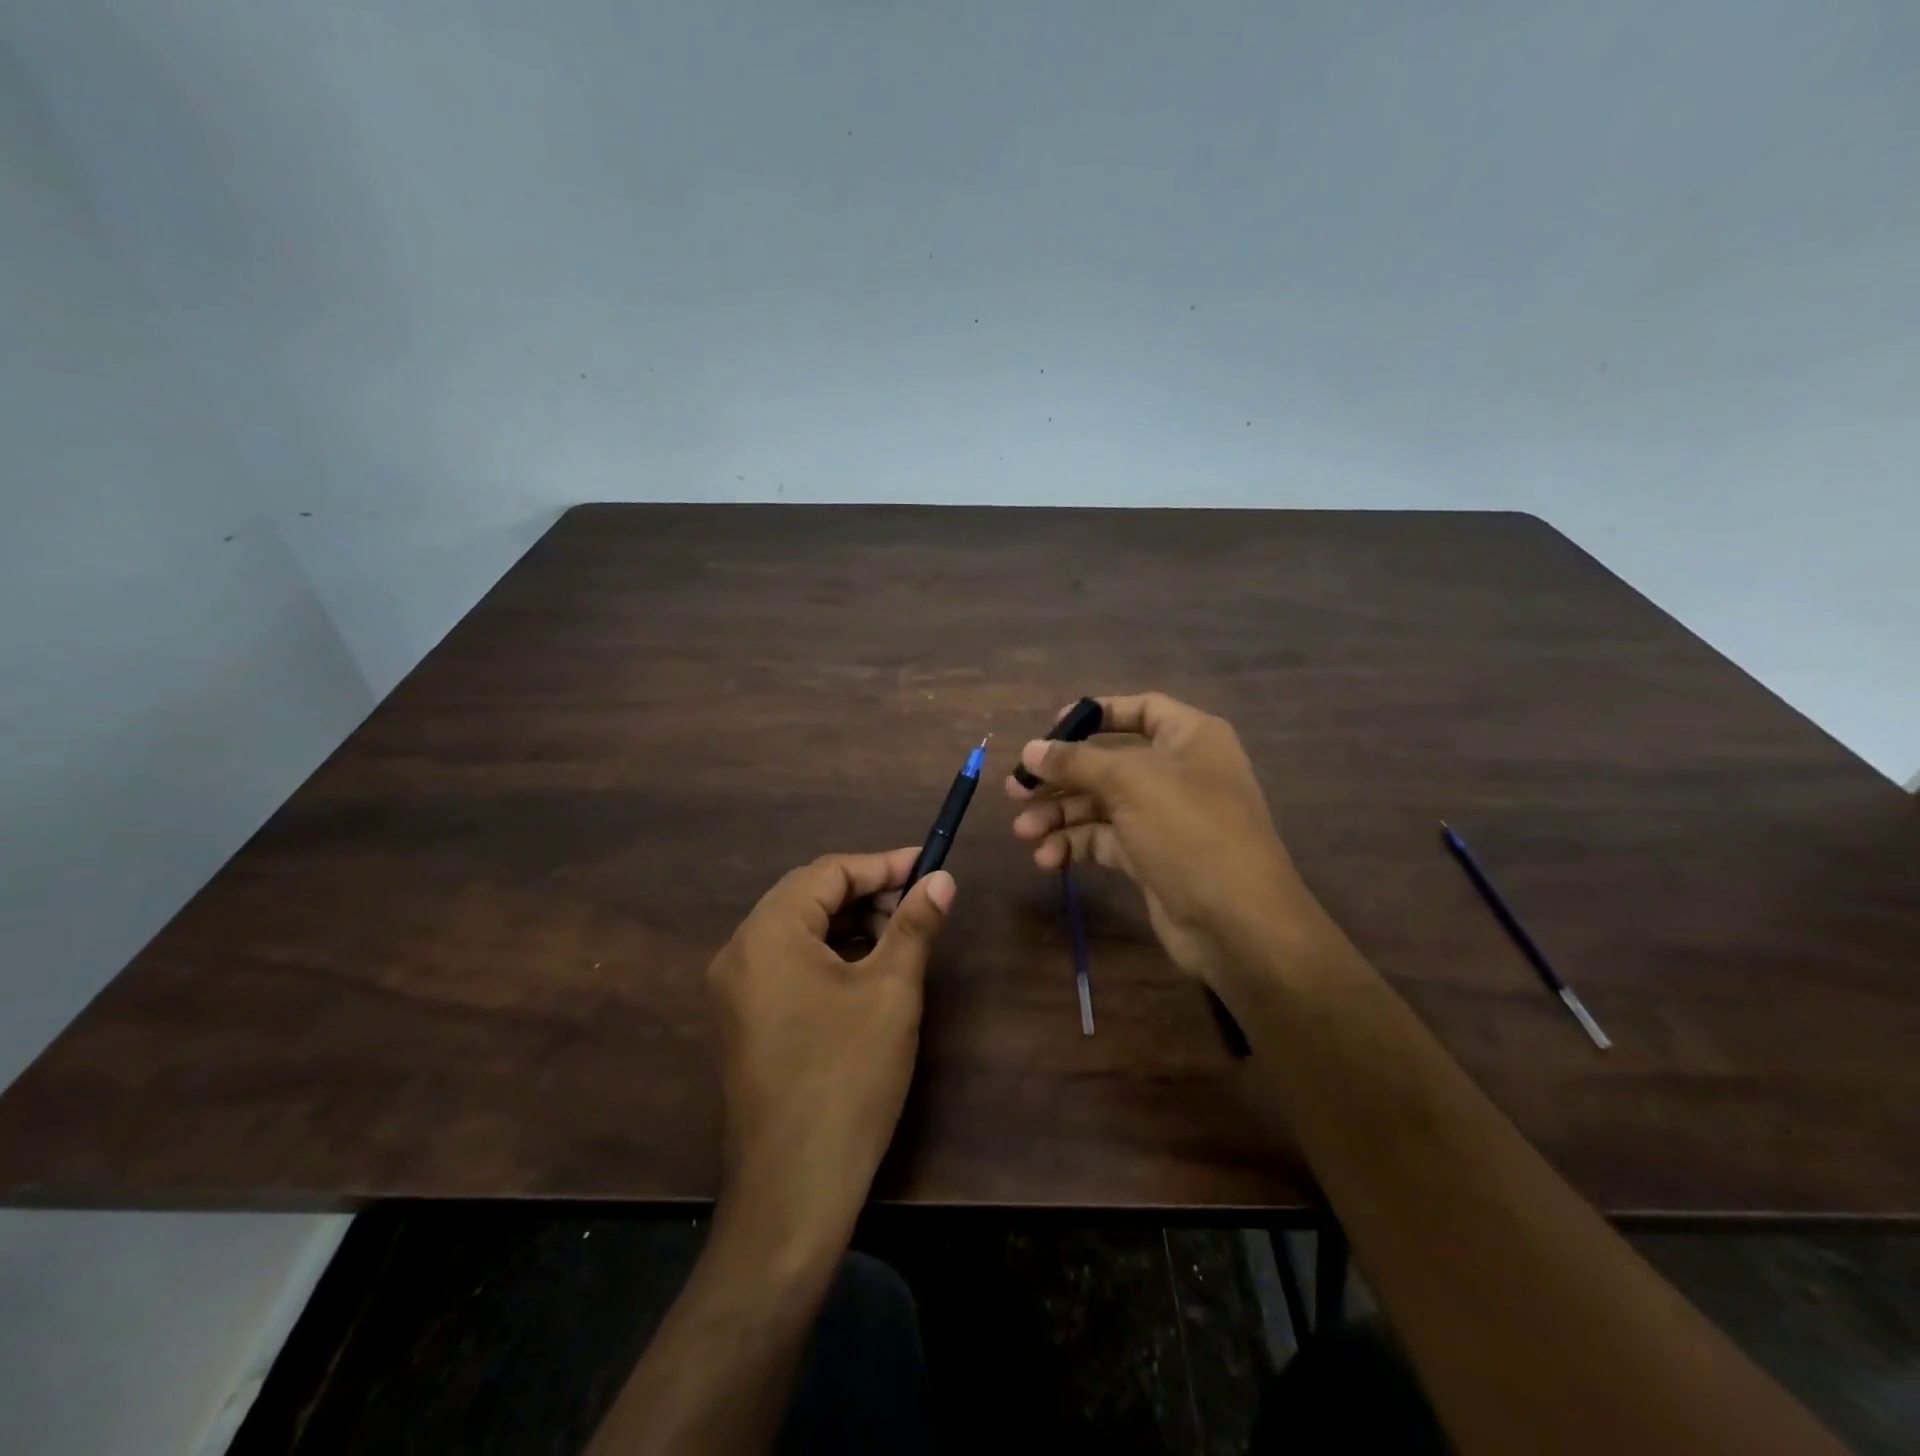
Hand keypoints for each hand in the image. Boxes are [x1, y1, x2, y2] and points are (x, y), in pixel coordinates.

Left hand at [706, 849, 953, 1257]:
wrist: (794, 1188)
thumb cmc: (848, 1076)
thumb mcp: (891, 991)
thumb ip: (914, 924)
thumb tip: (942, 879)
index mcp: (768, 933)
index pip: (828, 872)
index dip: (882, 864)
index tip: (929, 866)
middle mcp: (739, 951)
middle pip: (807, 895)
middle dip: (866, 891)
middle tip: (918, 901)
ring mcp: (734, 988)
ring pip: (797, 928)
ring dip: (848, 921)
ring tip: (898, 934)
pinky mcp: (742, 1018)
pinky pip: (786, 962)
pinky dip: (827, 952)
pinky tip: (864, 967)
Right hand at [1008, 692, 1332, 987]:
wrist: (1238, 923)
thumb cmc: (1190, 831)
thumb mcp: (1131, 783)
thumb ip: (1076, 762)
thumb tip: (1030, 749)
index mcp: (1189, 737)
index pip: (1140, 709)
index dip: (1095, 715)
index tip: (1050, 730)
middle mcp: (1178, 771)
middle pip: (1108, 761)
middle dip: (1060, 776)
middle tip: (1015, 790)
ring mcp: (1164, 817)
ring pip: (1100, 804)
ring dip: (1060, 815)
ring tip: (1023, 831)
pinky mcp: (1151, 856)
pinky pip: (1104, 839)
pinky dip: (1075, 845)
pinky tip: (1048, 859)